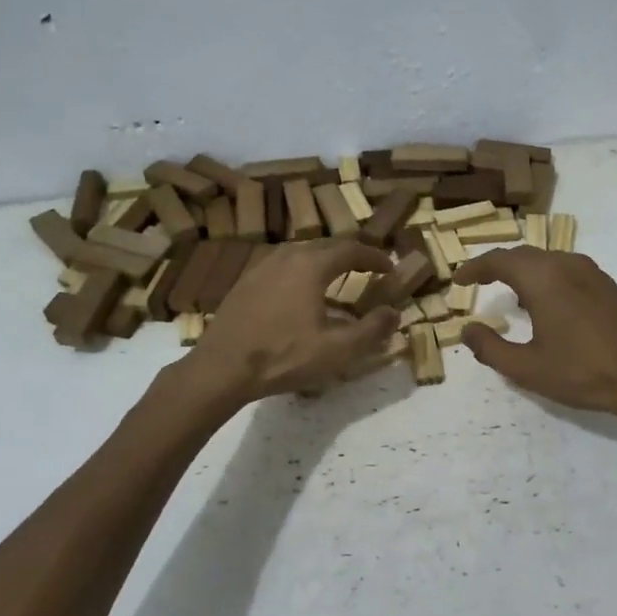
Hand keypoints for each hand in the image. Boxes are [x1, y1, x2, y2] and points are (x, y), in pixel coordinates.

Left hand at [189, 240, 399, 401]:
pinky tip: (301, 297)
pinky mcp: (245, 283)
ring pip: (300, 255)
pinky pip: (282, 268)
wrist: (222, 368)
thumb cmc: (284, 356)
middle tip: (367, 268)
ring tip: (337, 280)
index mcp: (311, 265)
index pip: (351, 250)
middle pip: (325, 247)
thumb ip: (372, 330)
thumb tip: (394, 313)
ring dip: (324, 263)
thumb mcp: (337, 350)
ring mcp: (260, 268)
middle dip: (350, 256)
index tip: (389, 267)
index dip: (374, 257)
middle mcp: (286, 257)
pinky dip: (301, 274)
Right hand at [454, 248, 616, 424]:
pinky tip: (548, 305)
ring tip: (511, 295)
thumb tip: (467, 330)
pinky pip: (567, 270)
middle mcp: (566, 264)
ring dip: (524, 272)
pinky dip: (547, 278)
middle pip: (523, 255)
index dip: (474, 268)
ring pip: (548, 260)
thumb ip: (490, 348)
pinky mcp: (609, 286)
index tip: (459, 280)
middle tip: (480, 283)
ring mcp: (592, 273)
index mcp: (542, 278)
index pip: (498, 260)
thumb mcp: (526, 368)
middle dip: (498, 266)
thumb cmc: (582, 372)